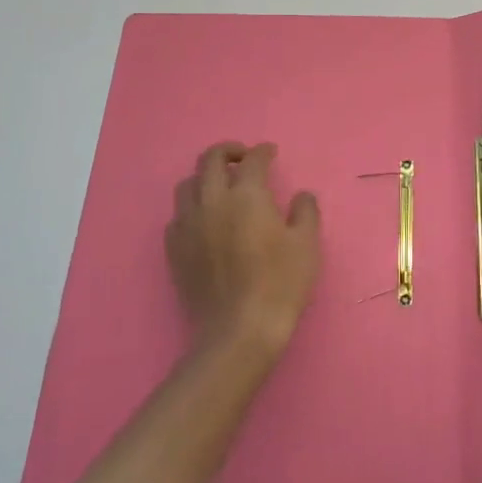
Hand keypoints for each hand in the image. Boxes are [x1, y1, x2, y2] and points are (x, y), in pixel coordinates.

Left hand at [165, 142, 322, 361]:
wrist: (239, 331)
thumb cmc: (280, 284)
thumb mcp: (307, 245)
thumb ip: (305, 212)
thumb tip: (301, 196)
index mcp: (247, 195)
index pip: (253, 160)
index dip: (263, 151)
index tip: (271, 153)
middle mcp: (212, 201)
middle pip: (210, 160)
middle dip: (228, 151)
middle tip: (243, 158)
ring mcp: (188, 225)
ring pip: (187, 185)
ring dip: (205, 178)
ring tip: (221, 187)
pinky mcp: (174, 250)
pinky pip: (177, 215)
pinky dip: (192, 207)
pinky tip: (205, 220)